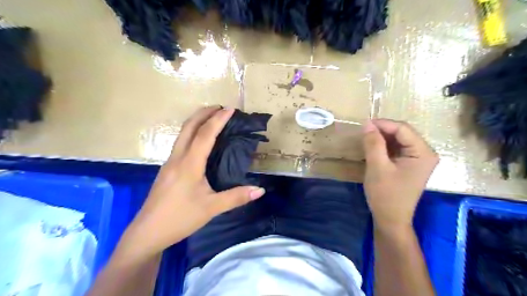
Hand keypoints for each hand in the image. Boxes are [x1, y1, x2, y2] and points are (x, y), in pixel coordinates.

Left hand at [114, 106, 265, 263]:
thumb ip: (236, 197)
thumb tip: (261, 190)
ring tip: (211, 118)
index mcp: (189, 164)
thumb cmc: (180, 218)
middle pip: (189, 127)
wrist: (147, 232)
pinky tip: (199, 141)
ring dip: (196, 121)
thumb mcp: (211, 208)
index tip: (230, 109)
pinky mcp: (167, 169)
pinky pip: (180, 143)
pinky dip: (192, 133)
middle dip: (204, 113)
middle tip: (220, 107)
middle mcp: (177, 158)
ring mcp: (169, 163)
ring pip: (182, 134)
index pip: (205, 134)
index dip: (218, 120)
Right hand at [360, 119, 438, 231]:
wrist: (390, 219)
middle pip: (402, 133)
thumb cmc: (385, 194)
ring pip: (398, 140)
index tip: (363, 125)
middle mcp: (425, 153)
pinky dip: (384, 147)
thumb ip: (373, 143)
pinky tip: (373, 149)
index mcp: (423, 152)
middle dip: (382, 131)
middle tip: (363, 133)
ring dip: (382, 138)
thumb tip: (367, 124)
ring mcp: (418, 159)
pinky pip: (397, 149)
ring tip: (366, 140)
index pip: (403, 129)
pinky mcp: (410, 164)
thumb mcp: (377, 167)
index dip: (382, 124)